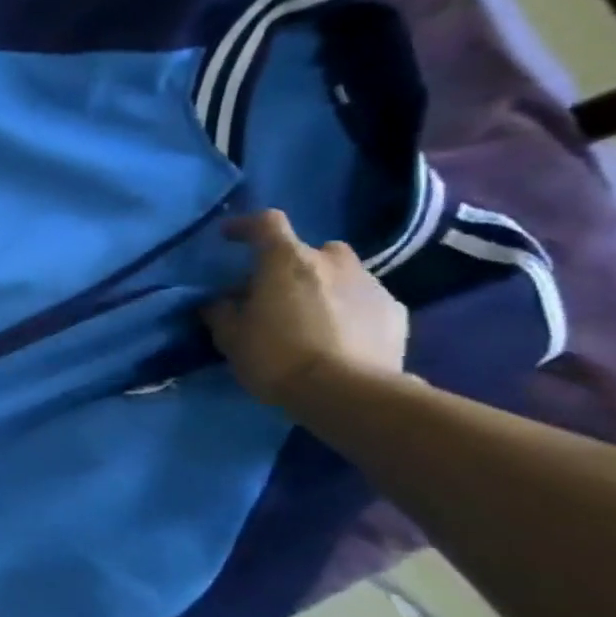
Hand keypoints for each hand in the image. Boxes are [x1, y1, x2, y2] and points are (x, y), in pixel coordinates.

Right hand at [203, 209, 408, 410]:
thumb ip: (221, 311)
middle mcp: (333, 262)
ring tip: (310, 317)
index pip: (266, 223)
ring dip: (324, 286)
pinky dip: (350, 309)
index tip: (228, 237)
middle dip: (293, 264)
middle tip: (276, 292)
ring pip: (342, 273)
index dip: (245, 226)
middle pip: (311, 250)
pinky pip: (365, 300)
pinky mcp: (396, 311)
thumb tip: (219, 301)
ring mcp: (370, 284)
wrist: (348, 393)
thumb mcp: (230, 337)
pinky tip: (340, 336)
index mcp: (286, 261)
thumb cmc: (277, 356)